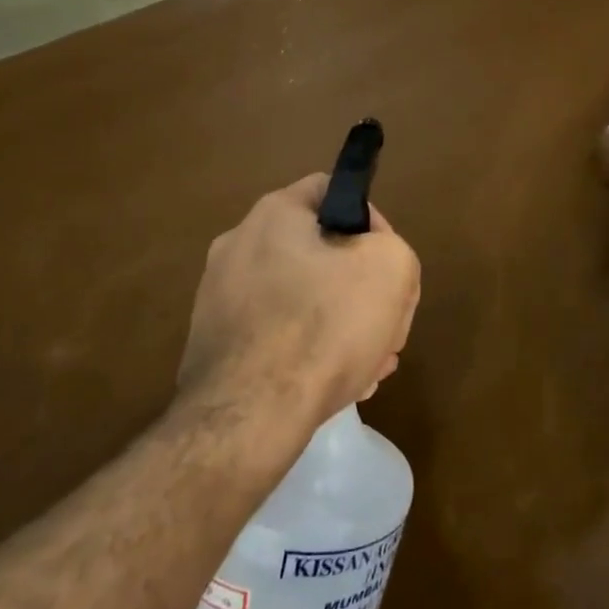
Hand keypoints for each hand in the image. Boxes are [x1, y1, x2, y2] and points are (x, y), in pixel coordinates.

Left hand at [180, 174, 420, 437]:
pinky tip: (332, 386)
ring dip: (340, 326)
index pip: (333, 191)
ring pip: (301, 300)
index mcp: (273, 214)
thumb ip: (393, 249)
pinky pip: (275, 336)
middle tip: (385, 326)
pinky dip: (306, 353)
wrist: (247, 418)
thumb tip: (372, 263)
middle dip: (361, 288)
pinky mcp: (214, 345)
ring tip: (369, 366)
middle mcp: (238, 246)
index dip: (372, 222)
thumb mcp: (391, 269)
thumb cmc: (323, 326)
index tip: (388, 265)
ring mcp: (219, 298)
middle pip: (320, 253)